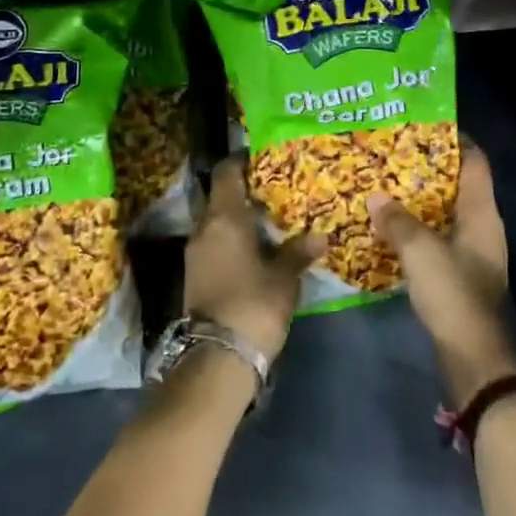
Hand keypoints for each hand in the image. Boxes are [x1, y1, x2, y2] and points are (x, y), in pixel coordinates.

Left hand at [185, 157, 325, 364]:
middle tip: (277, 191)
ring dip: (240, 219)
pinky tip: (256, 250)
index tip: (263, 157)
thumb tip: (320, 236)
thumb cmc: (254, 305)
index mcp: (224, 218)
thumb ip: (298, 252)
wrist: (217, 358)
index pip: (226, 173)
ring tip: (271, 221)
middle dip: (246, 192)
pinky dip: (233, 240)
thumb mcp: (284, 278)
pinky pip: (215, 243)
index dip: (242, 161)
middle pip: (221, 196)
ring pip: (217, 222)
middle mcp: (204, 228)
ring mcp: (195, 253)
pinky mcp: (195, 275)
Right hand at [370, 144, 515, 406]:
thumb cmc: (453, 294)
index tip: (426, 124)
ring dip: (419, 200)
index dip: (456, 140)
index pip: (476, 163)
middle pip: (458, 185)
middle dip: (428, 168)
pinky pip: (436, 238)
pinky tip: (389, 226)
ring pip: (444, 213)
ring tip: (386, 184)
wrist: (472, 358)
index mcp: (483, 214)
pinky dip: (417, 228)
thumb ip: (397, 221)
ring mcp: (472, 253)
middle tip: (394, 152)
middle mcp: (482, 228)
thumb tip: (375, 196)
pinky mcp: (459, 275)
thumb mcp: (421, 252)